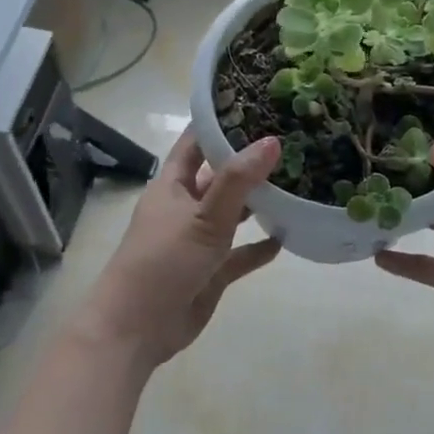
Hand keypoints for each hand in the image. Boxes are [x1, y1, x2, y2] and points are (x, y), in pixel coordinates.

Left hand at [79, 130, 281, 369]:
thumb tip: (272, 140)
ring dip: (259, 203)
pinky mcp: (210, 271)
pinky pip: (240, 254)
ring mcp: (198, 239)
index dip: (221, 122)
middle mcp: (185, 206)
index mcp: (173, 184)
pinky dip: (259, 247)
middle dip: (249, 162)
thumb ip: (238, 181)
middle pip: (220, 175)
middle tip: (291, 142)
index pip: (197, 141)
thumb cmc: (163, 261)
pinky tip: (286, 238)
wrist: (136, 330)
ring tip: (297, 184)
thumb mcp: (203, 216)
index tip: (257, 103)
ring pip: (233, 213)